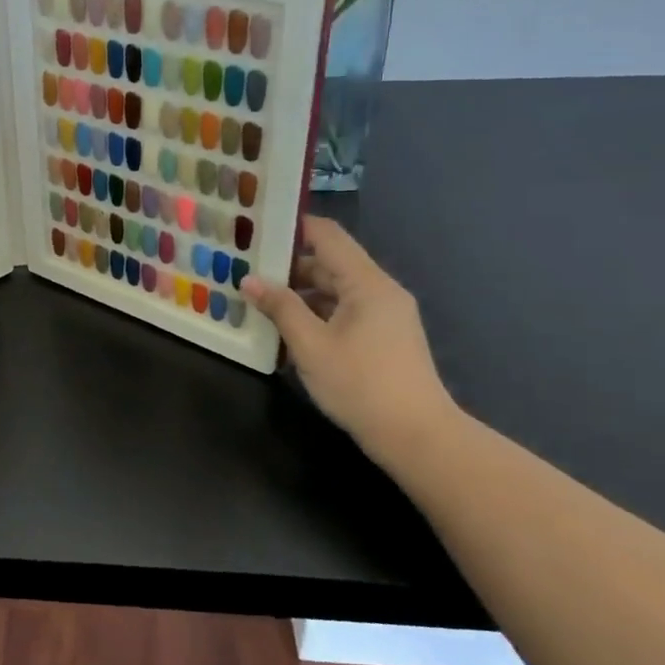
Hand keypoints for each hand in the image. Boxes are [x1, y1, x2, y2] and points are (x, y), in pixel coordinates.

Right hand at [242, 216, 455, 456]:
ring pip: (335, 291)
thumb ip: (280, 308)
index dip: (293, 226)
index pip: (327, 235)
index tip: (257, 228)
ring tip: (258, 300)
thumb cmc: (361, 385)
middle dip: (288, 266)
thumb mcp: (311, 346)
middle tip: (246, 269)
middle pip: (329, 263)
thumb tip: (249, 280)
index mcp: (366, 283)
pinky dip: (316, 314)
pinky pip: (344, 312)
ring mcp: (385, 315)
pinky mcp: (383, 338)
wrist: (417, 438)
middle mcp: (379, 290)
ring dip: (299, 294)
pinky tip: (287, 330)